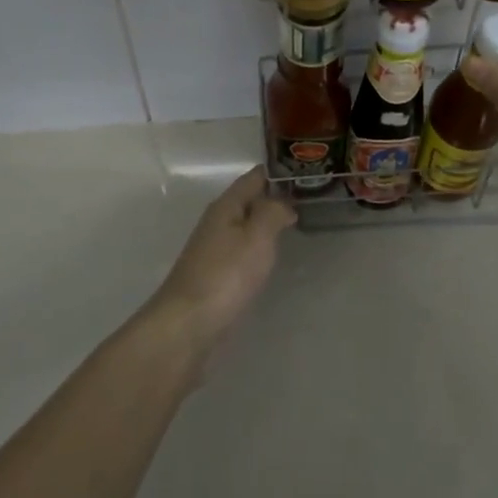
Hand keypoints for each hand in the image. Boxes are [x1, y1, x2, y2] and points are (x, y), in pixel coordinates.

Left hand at [148, 167, 295, 363]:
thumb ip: (273, 212)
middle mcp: (217, 222)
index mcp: (226, 206)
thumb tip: (283, 202)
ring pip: (245, 226)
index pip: (254, 177)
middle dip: (275, 197)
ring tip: (296, 224)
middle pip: (248, 200)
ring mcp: (213, 250)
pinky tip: (271, 257)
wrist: (187, 325)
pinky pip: (241, 250)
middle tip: (309, 198)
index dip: (278, 173)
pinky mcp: (215, 276)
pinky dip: (258, 247)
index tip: (306, 171)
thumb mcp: (257, 237)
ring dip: (266, 223)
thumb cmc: (225, 275)